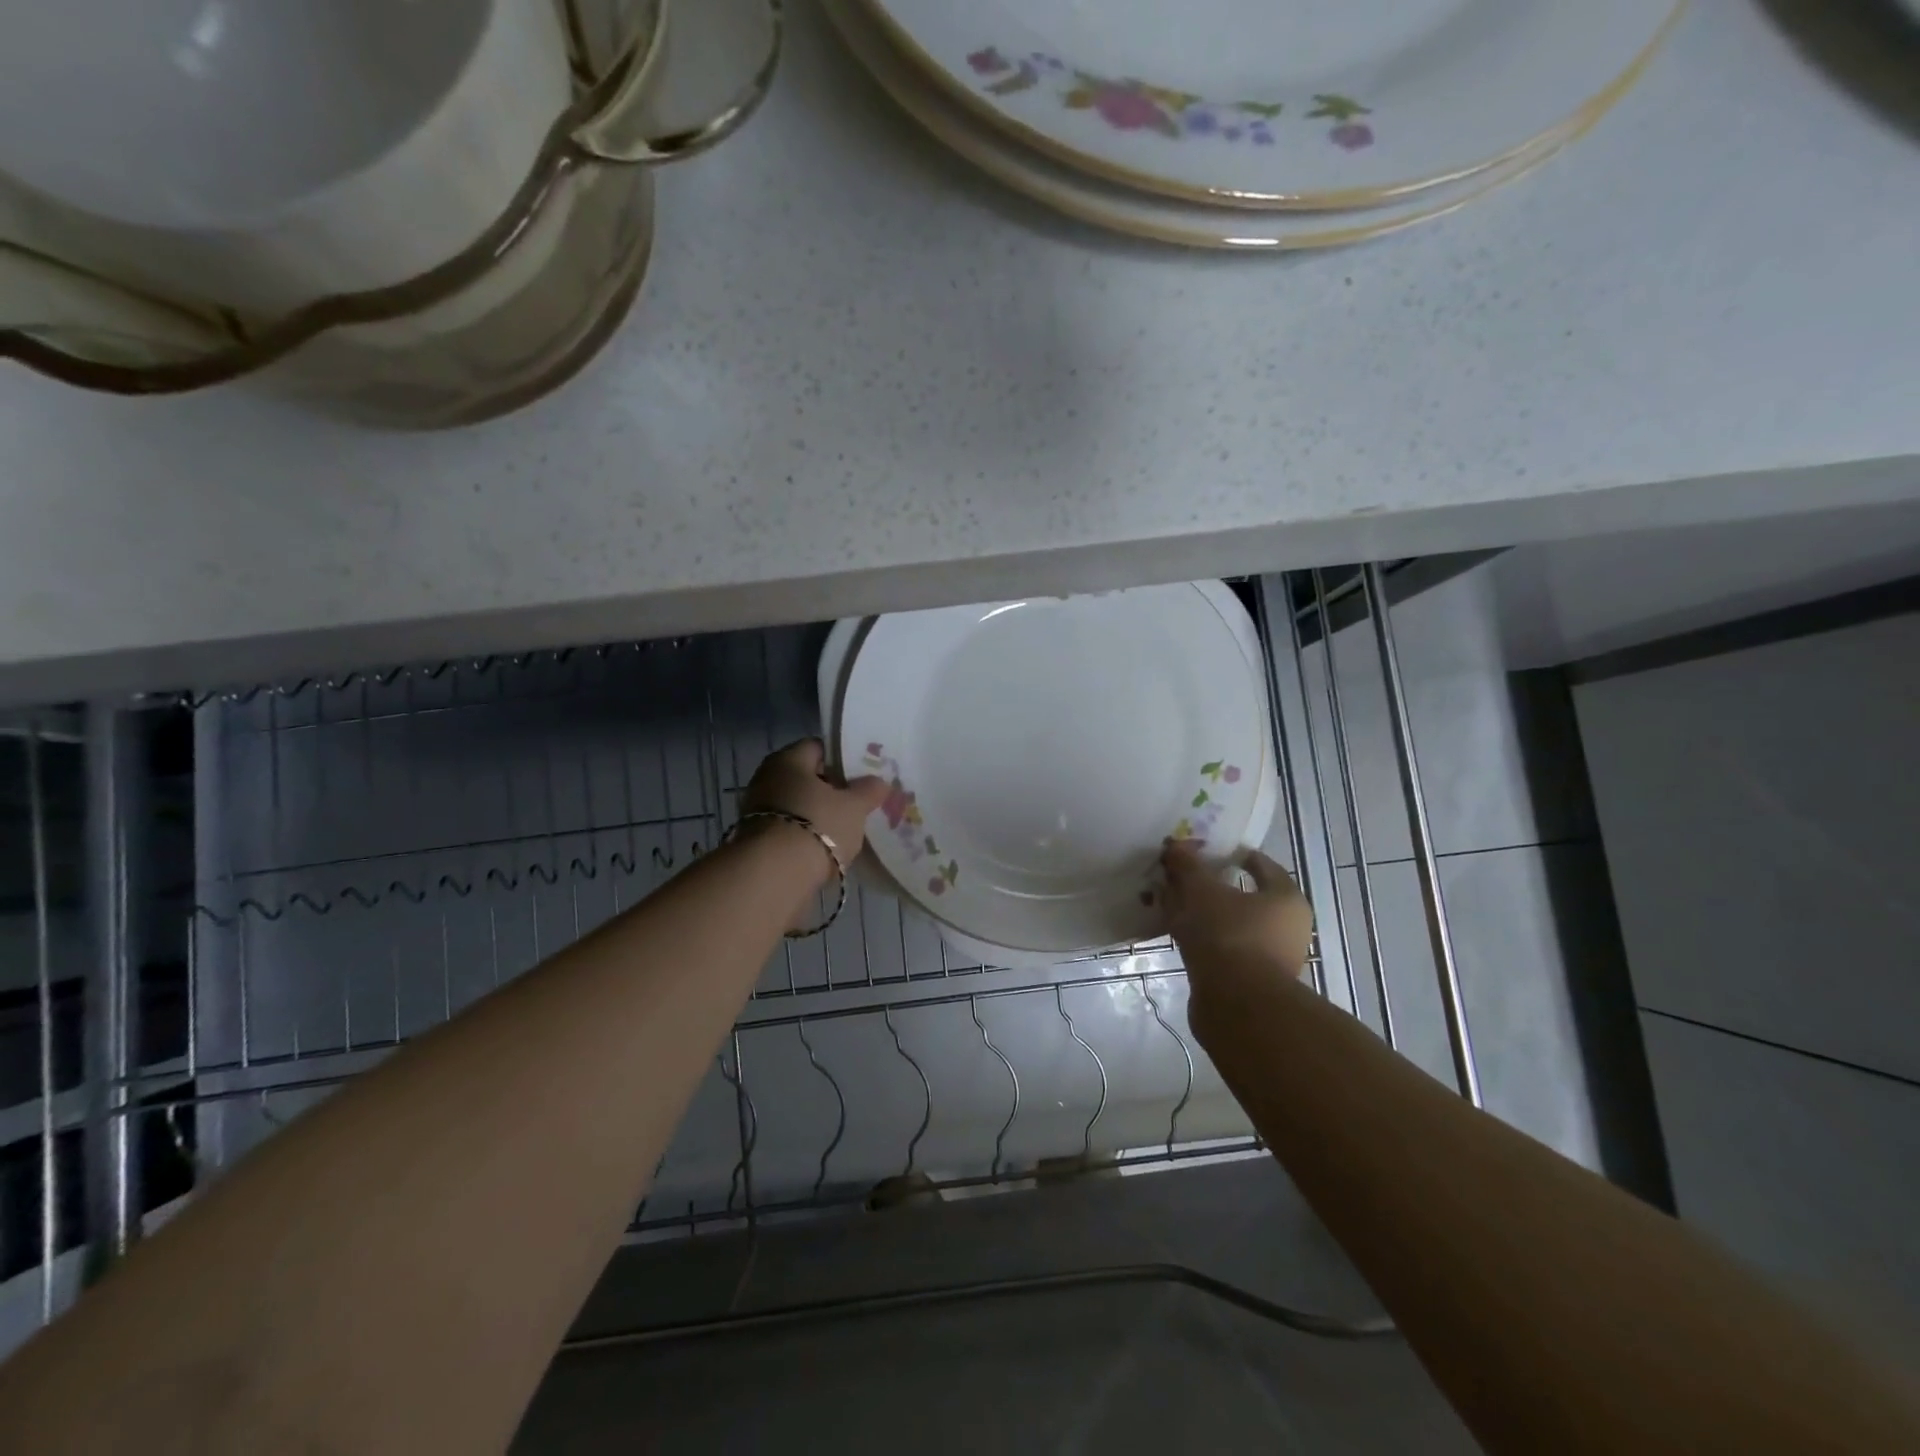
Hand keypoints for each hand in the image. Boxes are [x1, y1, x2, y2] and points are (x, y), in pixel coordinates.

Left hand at [739, 739, 888, 886]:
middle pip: (806, 777)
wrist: (774, 875)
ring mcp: (757, 810)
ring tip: (846, 827)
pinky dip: (806, 834)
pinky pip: (789, 828)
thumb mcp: (854, 807)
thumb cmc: (818, 825)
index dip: (842, 758)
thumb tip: (878, 781)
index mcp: (788, 759)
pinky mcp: (756, 840)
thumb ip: (868, 790)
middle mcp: (767, 778)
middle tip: (858, 801)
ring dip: (818, 814)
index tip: (862, 774)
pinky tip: (826, 847)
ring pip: (797, 804)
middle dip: (831, 789)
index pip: (818, 747)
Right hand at [1160, 841, 1315, 1000]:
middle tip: (1180, 876)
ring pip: (1228, 923)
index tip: (1203, 851)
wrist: (1236, 1006)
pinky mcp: (1248, 981)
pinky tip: (1174, 932)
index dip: (1231, 854)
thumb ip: (1188, 866)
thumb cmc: (1228, 935)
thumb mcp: (1202, 891)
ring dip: (1201, 913)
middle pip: (1242, 896)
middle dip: (1209, 885)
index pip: (1260, 865)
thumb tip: (1176, 847)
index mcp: (1285, 899)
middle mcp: (1285, 927)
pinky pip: (1220, 948)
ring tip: (1169, 903)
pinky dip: (1200, 938)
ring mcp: (1268, 957)